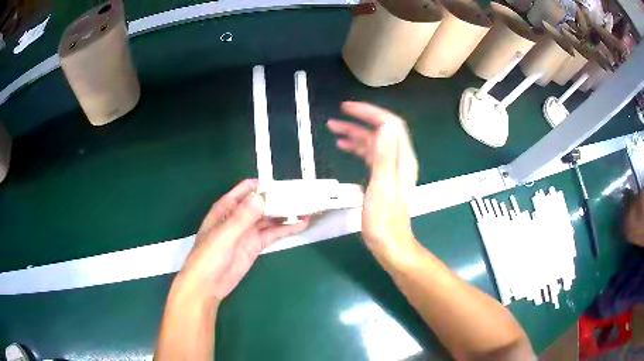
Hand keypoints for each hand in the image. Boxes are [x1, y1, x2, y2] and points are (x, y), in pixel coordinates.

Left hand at [180, 179, 309, 301]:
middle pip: (263, 202)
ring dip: (287, 213)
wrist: (208, 285)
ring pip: (270, 217)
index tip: (285, 186)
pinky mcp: (256, 245)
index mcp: (227, 207)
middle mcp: (240, 216)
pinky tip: (301, 225)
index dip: (265, 185)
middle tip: (303, 197)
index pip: (248, 189)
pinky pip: (273, 233)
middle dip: (281, 199)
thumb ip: (241, 218)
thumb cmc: (208, 257)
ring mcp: (249, 231)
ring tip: (308, 208)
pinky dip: (286, 229)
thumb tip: (260, 197)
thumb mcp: (223, 236)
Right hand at [327, 102, 419, 267]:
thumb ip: (385, 155)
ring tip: (334, 129)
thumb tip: (385, 124)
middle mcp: (399, 160)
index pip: (389, 124)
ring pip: (374, 142)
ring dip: (355, 133)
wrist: (390, 243)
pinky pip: (370, 155)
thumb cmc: (384, 219)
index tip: (348, 108)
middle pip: (382, 130)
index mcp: (402, 159)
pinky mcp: (383, 177)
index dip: (370, 112)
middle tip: (337, 116)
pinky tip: (344, 146)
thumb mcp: (383, 186)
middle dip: (360, 119)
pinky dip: (357, 147)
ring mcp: (392, 168)